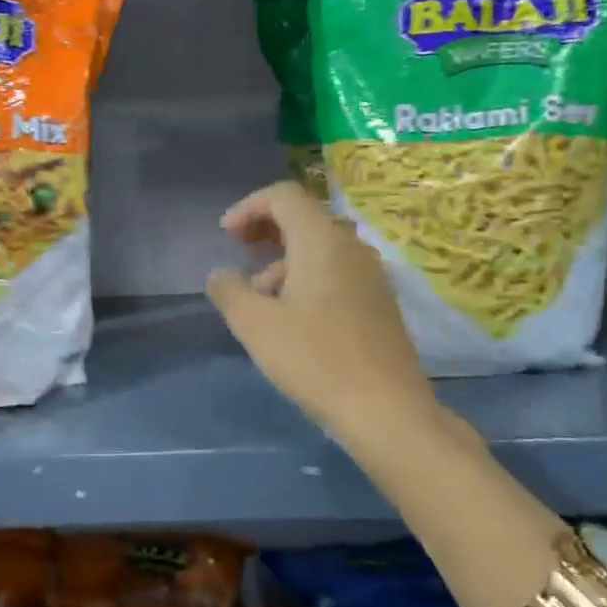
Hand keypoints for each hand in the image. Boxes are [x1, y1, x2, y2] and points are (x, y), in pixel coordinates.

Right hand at [205, 181, 441, 438]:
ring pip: (321, 247)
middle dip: (267, 228)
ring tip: (259, 297)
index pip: (283, 196)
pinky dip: (308, 276)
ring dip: (285, 259)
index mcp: (322, 240)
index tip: (226, 237)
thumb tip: (220, 275)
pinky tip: (292, 316)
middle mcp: (351, 247)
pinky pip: (337, 271)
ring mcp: (371, 275)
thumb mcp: (255, 325)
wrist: (386, 410)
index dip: (249, 207)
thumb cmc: (314, 359)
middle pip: (305, 217)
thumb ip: (229, 291)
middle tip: (240, 250)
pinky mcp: (380, 302)